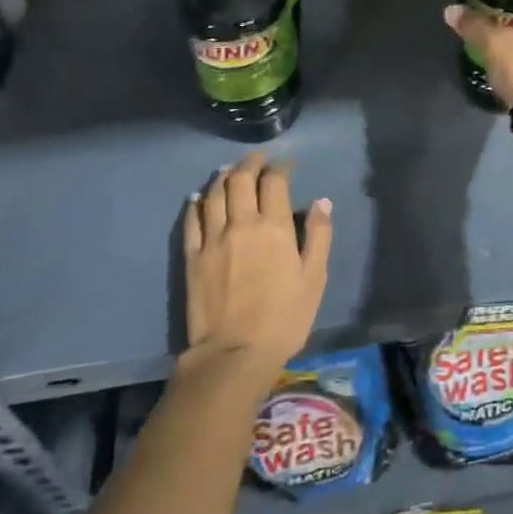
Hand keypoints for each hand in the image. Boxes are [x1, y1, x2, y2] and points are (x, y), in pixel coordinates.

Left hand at [183, 156, 332, 378]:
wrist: (234, 353)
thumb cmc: (284, 318)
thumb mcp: (314, 279)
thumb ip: (318, 236)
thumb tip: (321, 202)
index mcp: (274, 226)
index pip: (275, 182)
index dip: (280, 168)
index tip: (286, 165)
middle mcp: (241, 223)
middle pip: (241, 180)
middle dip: (250, 164)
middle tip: (257, 160)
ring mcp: (213, 238)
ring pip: (214, 194)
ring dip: (223, 177)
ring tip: (229, 171)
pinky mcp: (192, 256)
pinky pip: (191, 220)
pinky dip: (196, 203)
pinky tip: (198, 198)